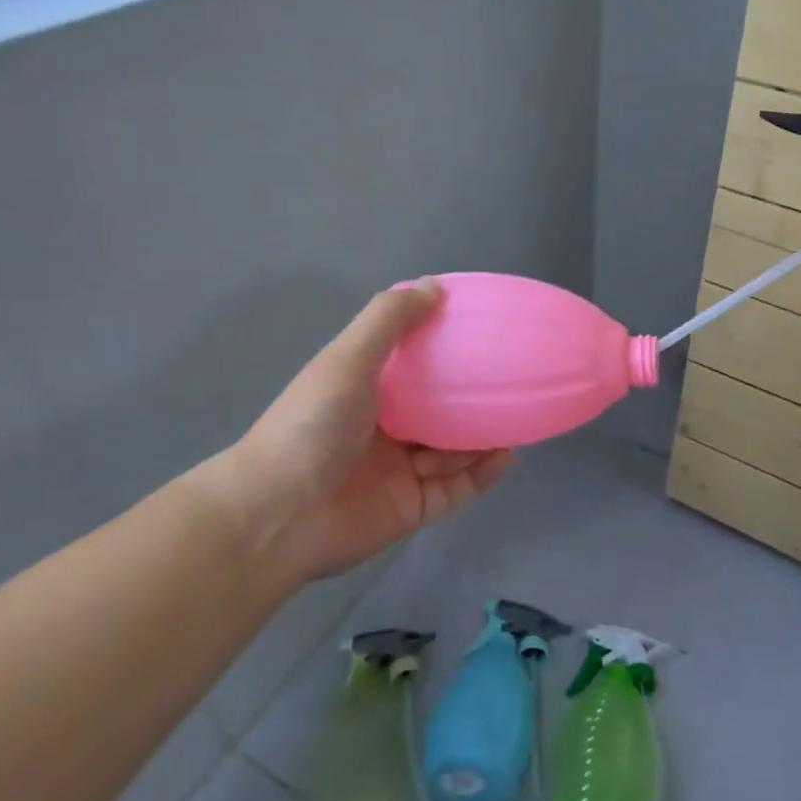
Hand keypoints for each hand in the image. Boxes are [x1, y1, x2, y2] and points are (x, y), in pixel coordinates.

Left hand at [198, 281, 512, 584]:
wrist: (278, 515)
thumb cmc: (313, 425)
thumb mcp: (348, 359)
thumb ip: (390, 320)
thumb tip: (435, 285)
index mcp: (364, 391)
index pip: (410, 366)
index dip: (443, 348)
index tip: (480, 332)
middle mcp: (384, 430)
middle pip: (438, 410)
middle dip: (472, 397)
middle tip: (512, 379)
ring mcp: (398, 471)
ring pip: (453, 451)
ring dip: (483, 436)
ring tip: (522, 416)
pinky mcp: (411, 509)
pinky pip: (456, 490)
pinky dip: (482, 475)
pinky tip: (509, 456)